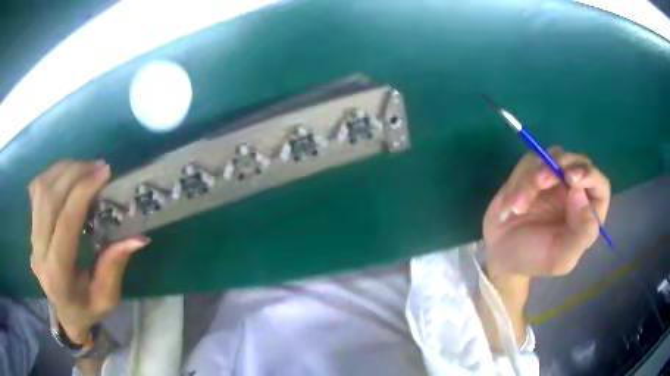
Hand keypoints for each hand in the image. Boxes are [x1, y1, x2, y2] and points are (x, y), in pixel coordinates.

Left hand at [28, 160, 148, 343]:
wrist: (64, 312)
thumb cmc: (87, 309)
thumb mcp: (106, 299)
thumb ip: (114, 267)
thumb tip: (136, 237)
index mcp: (57, 277)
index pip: (65, 225)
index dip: (82, 193)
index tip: (103, 173)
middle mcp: (39, 254)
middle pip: (49, 200)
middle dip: (73, 174)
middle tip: (97, 167)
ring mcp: (32, 238)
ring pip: (41, 190)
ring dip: (63, 170)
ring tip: (85, 168)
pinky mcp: (31, 227)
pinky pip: (37, 190)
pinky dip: (53, 174)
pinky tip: (68, 175)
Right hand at [483, 147, 610, 278]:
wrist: (500, 254)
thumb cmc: (534, 259)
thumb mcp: (560, 258)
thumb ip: (580, 234)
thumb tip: (582, 195)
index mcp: (587, 213)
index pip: (600, 185)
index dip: (590, 176)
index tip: (571, 179)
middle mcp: (575, 192)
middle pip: (578, 162)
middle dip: (560, 166)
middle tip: (541, 181)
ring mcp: (555, 179)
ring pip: (552, 157)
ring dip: (533, 177)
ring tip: (519, 206)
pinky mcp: (533, 171)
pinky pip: (531, 160)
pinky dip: (520, 178)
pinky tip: (512, 203)